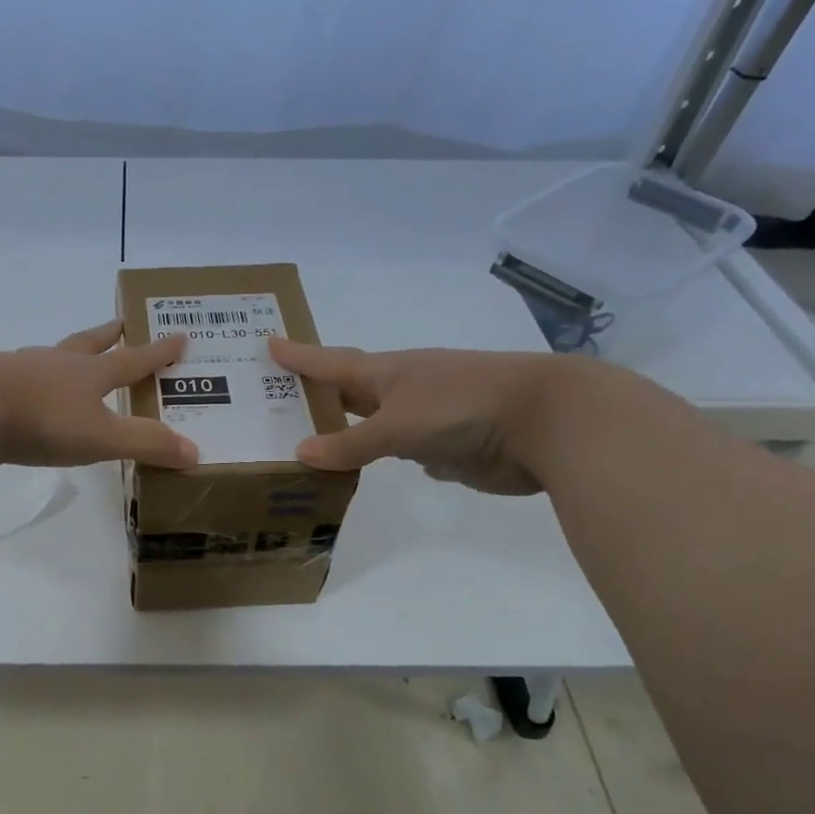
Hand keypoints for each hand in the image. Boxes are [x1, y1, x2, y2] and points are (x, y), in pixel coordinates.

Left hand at [0, 320, 197, 468]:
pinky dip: (30, 378)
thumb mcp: (102, 437)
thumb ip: (146, 444)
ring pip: (51, 356)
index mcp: (90, 373)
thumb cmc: (43, 419)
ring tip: (69, 356)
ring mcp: (20, 370)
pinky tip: (22, 387)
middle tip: (122, 323)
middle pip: (89, 343)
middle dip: (109, 335)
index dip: (158, 352)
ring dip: (66, 354)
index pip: (133, 360)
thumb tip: (194, 451)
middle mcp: (57, 363)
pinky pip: (18, 376)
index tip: (180, 335)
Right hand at [268, 338, 561, 494]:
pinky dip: (376, 459)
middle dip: (314, 396)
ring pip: (371, 427)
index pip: (331, 362)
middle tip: (271, 400)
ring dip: (342, 433)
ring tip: (302, 442)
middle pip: (347, 392)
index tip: (268, 344)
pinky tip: (357, 470)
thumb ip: (350, 442)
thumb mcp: (398, 424)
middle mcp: (401, 392)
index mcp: (387, 372)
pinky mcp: (444, 448)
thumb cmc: (463, 407)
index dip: (300, 356)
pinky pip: (397, 452)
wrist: (546, 423)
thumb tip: (301, 452)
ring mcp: (424, 420)